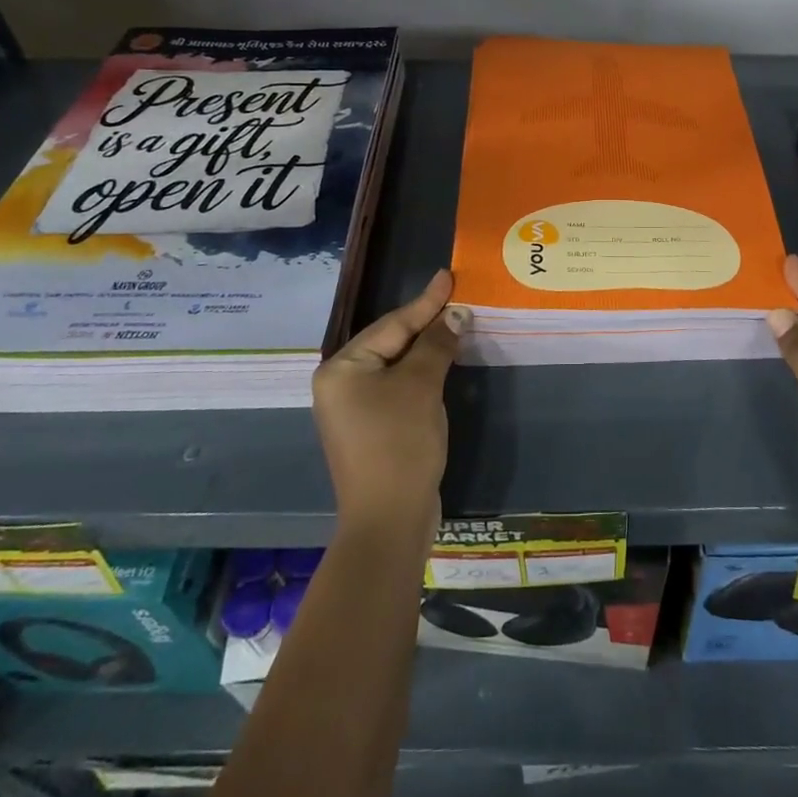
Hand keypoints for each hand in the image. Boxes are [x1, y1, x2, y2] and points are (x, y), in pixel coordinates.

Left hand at [313, 269, 469, 548]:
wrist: (389, 521)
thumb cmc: (399, 444)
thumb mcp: (420, 387)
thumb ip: (436, 345)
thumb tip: (456, 315)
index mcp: (342, 369)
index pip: (392, 325)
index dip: (425, 301)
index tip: (447, 276)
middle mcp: (341, 384)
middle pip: (390, 341)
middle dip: (425, 322)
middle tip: (455, 297)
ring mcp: (354, 408)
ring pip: (396, 365)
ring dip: (427, 347)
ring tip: (454, 321)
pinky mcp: (372, 428)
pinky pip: (398, 386)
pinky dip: (422, 372)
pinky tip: (442, 361)